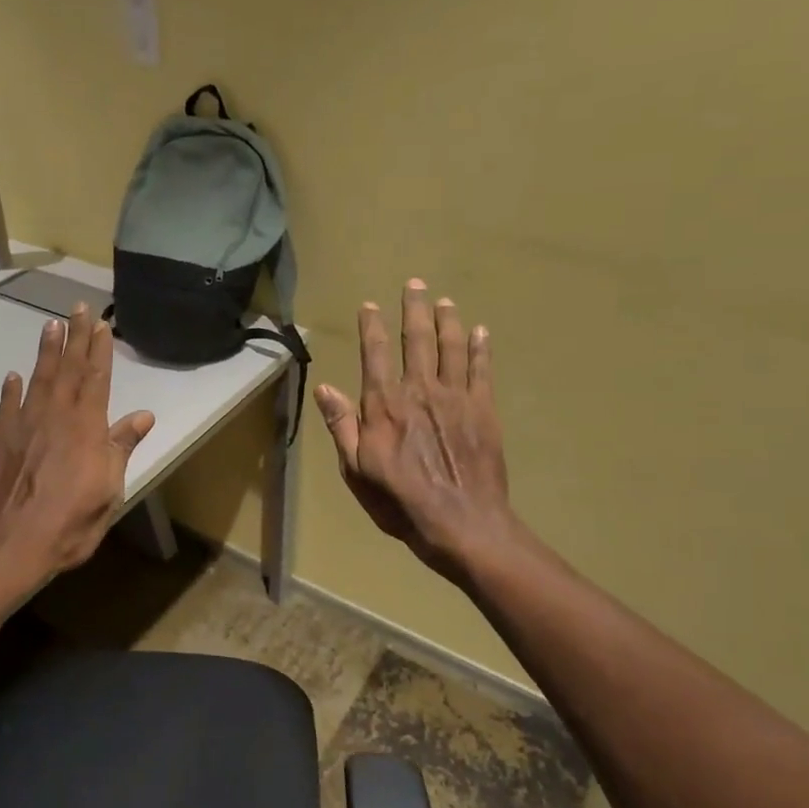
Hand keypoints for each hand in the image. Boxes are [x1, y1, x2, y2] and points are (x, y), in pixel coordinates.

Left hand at [0, 304, 155, 601]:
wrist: (4, 546)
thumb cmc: (67, 525)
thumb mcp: (108, 492)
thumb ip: (121, 449)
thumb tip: (143, 415)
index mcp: (86, 428)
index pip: (96, 379)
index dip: (99, 351)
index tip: (100, 324)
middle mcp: (54, 417)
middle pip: (67, 370)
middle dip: (74, 337)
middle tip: (77, 308)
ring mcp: (22, 427)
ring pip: (37, 379)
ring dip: (46, 352)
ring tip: (50, 326)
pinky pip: (6, 406)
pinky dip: (11, 390)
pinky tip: (13, 377)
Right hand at [315, 281, 521, 583]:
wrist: (461, 523)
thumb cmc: (400, 502)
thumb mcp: (356, 470)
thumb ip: (342, 426)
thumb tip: (325, 388)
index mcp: (384, 405)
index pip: (375, 355)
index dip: (372, 327)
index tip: (370, 305)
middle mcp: (420, 391)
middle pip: (417, 340)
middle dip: (414, 309)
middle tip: (415, 284)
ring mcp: (455, 397)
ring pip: (451, 347)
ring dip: (447, 320)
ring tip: (445, 300)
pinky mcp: (484, 410)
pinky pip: (482, 370)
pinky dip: (481, 348)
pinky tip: (481, 331)